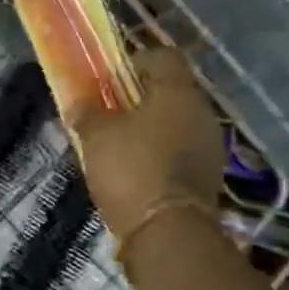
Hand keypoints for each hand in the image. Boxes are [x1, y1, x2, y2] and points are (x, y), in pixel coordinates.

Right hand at [69, 45, 222, 241]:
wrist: (168, 232)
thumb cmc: (131, 168)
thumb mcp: (96, 135)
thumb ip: (87, 111)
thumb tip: (79, 102)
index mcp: (178, 92)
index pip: (163, 56)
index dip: (135, 59)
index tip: (110, 76)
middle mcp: (201, 112)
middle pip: (170, 90)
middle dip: (139, 96)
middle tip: (109, 108)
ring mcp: (209, 145)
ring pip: (176, 121)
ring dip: (150, 125)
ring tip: (118, 141)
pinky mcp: (208, 175)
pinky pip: (181, 149)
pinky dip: (160, 151)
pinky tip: (135, 167)